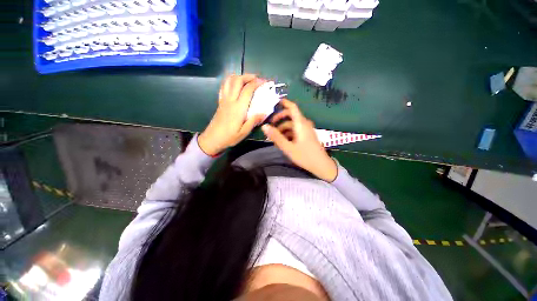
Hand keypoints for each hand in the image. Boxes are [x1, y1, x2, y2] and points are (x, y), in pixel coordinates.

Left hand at [198, 74, 265, 155]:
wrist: (212, 139)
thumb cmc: (229, 137)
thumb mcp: (244, 132)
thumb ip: (253, 121)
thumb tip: (264, 112)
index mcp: (238, 108)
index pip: (248, 89)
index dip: (257, 83)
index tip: (264, 82)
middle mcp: (230, 100)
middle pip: (238, 80)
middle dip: (248, 76)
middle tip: (257, 78)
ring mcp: (224, 100)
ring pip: (229, 81)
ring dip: (239, 76)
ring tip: (247, 79)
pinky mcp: (220, 102)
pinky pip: (224, 87)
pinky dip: (230, 81)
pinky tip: (235, 85)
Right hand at [261, 99, 337, 181]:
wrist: (321, 165)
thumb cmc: (305, 156)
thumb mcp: (288, 147)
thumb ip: (276, 136)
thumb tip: (264, 126)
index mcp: (300, 124)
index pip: (292, 107)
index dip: (284, 103)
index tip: (274, 103)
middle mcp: (304, 124)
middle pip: (290, 116)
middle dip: (279, 119)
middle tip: (270, 126)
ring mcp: (306, 130)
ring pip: (292, 124)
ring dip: (283, 128)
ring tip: (274, 138)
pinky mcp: (307, 135)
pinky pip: (296, 130)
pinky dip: (288, 133)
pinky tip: (283, 141)